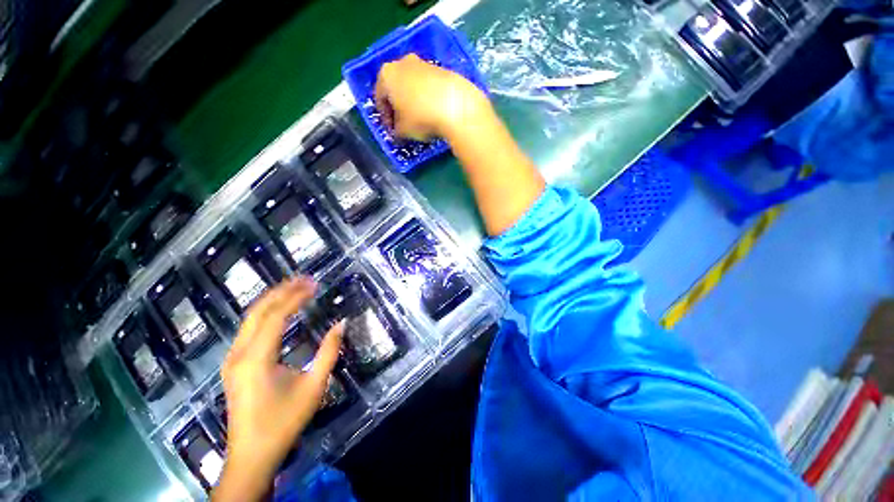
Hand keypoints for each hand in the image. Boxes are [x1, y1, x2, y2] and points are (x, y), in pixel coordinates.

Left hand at [213, 277, 342, 500]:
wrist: (252, 454)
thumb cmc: (284, 421)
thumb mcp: (314, 386)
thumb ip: (329, 352)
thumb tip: (341, 323)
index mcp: (256, 359)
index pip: (275, 316)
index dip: (295, 297)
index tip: (314, 284)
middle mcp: (238, 354)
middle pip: (257, 312)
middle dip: (281, 291)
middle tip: (305, 279)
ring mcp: (232, 359)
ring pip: (249, 319)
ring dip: (272, 300)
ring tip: (294, 287)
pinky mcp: (234, 365)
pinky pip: (248, 329)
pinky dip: (265, 313)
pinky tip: (279, 310)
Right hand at [375, 53, 490, 140]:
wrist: (456, 106)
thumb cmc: (421, 118)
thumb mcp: (403, 131)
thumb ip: (396, 131)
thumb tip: (398, 132)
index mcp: (387, 74)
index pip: (380, 98)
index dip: (385, 118)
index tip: (392, 131)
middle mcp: (403, 62)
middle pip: (396, 88)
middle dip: (399, 107)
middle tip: (405, 124)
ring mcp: (425, 63)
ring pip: (413, 85)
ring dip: (414, 101)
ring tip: (421, 120)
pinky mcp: (443, 69)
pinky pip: (430, 86)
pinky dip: (429, 98)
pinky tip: (435, 113)